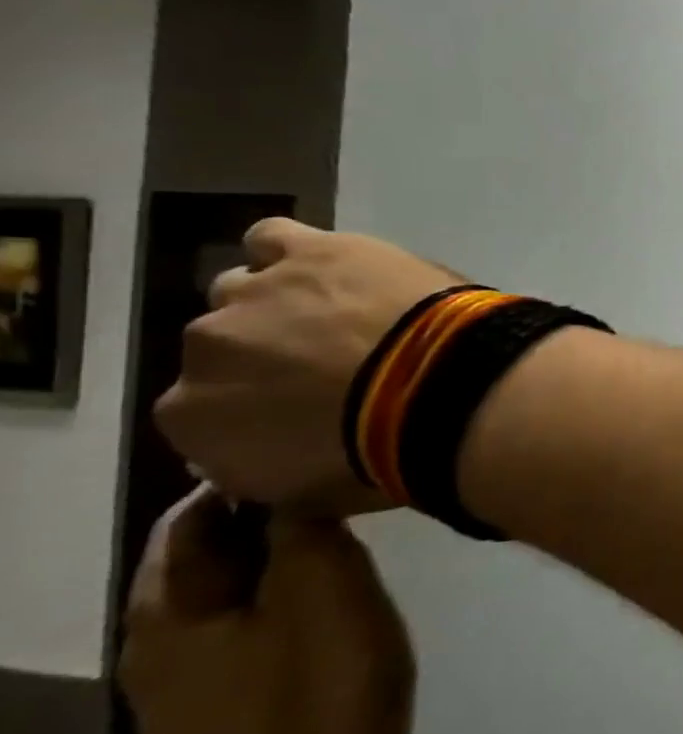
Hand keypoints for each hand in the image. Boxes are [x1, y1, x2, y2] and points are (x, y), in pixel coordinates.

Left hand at [120, 486, 414, 733]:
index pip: (193, 514)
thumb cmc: (320, 696)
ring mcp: (183, 687)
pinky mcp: (219, 714)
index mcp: (168, 609)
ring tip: (350, 545)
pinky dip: (284, 604)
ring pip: (229, 595)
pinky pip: (245, 632)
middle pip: (207, 555)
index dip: (251, 477)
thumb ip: (302, 527)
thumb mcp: (326, 589)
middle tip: (347, 498)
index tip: (320, 456)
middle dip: (270, 519)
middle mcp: (155, 644)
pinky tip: (334, 608)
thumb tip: (290, 479)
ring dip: (282, 562)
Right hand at [156, 219, 455, 511]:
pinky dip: (295, 250)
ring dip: (287, 304)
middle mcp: (202, 347)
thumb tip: (260, 454)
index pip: (204, 411)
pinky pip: (275, 237)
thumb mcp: (309, 495)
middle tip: (339, 364)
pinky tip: (331, 265)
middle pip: (229, 345)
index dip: (257, 407)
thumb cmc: (383, 456)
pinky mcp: (309, 250)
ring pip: (247, 290)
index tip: (306, 409)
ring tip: (346, 317)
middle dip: (274, 355)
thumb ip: (264, 471)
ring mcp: (253, 293)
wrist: (442, 390)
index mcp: (190, 419)